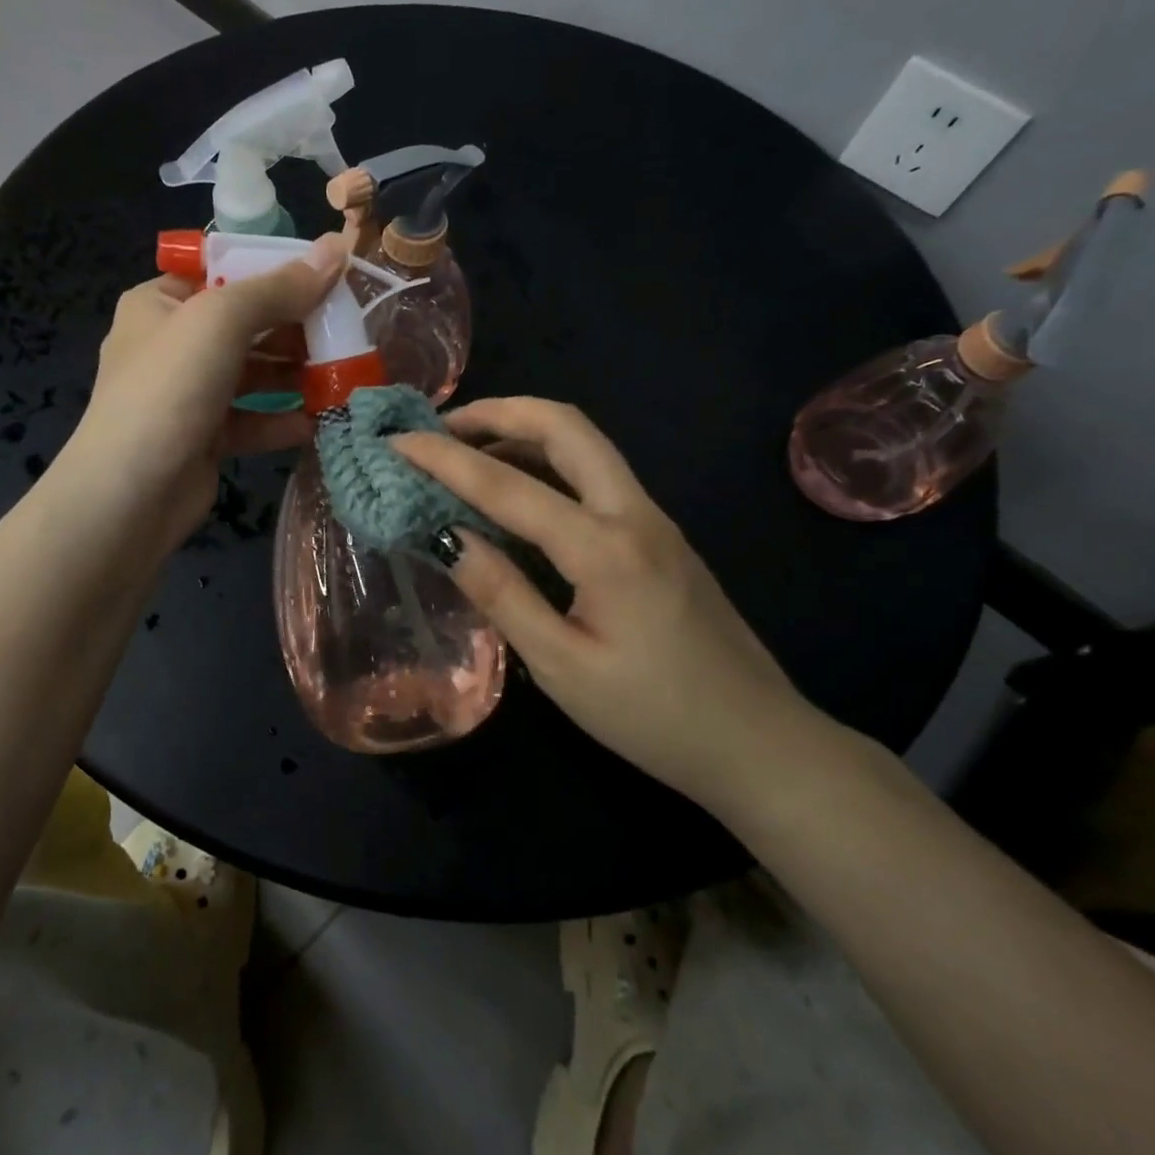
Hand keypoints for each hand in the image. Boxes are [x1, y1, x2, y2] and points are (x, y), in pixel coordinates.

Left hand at [63, 232, 350, 552]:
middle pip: (245, 323)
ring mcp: (189, 394)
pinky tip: (318, 421)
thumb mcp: (221, 320)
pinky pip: (252, 419)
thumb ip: (280, 287)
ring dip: (296, 374)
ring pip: (253, 374)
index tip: (326, 275)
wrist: (130, 494)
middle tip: (347, 327)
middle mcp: (173, 344)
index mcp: (161, 303)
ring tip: (343, 373)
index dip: (273, 269)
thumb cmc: (169, 389)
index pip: (223, 270)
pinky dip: (283, 418)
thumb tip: (336, 247)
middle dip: (295, 327)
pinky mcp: (206, 438)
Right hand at [391, 397, 823, 805]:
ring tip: (466, 450)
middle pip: (565, 426)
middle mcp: (634, 513)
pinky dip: (546, 461)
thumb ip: (502, 594)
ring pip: (585, 444)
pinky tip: (516, 491)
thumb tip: (445, 536)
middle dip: (497, 412)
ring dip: (523, 431)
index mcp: (606, 548)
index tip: (396, 442)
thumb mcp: (562, 667)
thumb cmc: (654, 716)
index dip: (444, 459)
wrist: (758, 742)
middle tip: (440, 428)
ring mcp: (653, 519)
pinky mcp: (659, 535)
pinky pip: (595, 474)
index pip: (508, 485)